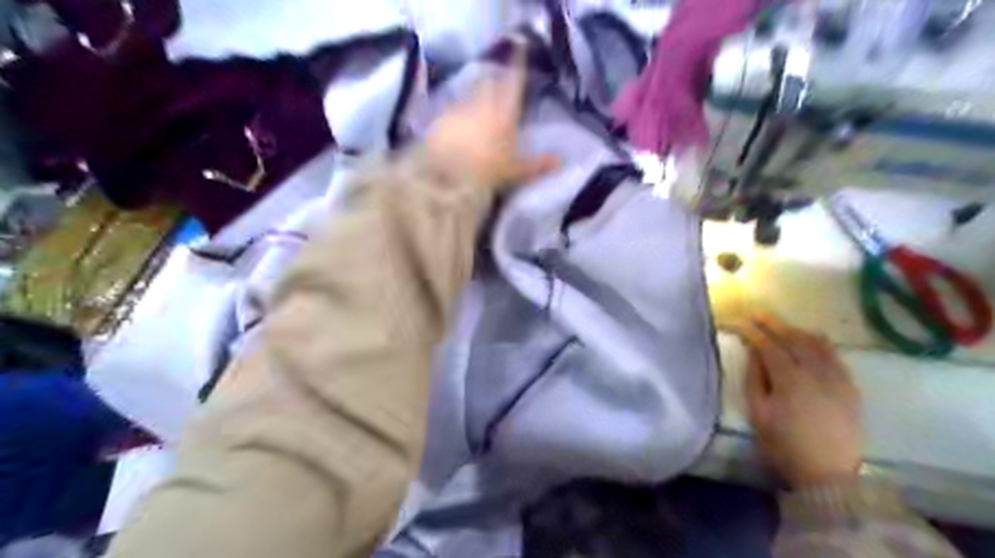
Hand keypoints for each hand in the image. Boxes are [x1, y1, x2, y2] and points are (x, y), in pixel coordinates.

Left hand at [422, 39, 556, 190]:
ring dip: (472, 100)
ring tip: (473, 113)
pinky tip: (453, 130)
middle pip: (488, 83)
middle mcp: (482, 104)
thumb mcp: (517, 171)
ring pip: (467, 96)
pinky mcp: (440, 121)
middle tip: (495, 88)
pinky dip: (454, 118)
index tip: (520, 45)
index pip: (514, 81)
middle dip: (492, 83)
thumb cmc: (489, 171)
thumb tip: (559, 160)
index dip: (518, 63)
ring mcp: (458, 110)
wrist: (450, 176)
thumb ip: (538, 164)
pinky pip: (449, 113)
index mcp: (505, 113)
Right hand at [728, 314, 863, 487]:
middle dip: (774, 324)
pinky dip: (821, 343)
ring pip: (817, 344)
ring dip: (797, 330)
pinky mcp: (850, 388)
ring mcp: (838, 379)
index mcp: (790, 380)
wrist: (829, 475)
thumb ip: (755, 379)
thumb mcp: (758, 414)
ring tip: (782, 325)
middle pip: (794, 339)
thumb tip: (754, 353)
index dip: (753, 332)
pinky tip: (812, 340)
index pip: (769, 346)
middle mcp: (817, 372)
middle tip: (758, 314)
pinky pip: (835, 356)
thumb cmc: (784, 445)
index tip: (740, 321)